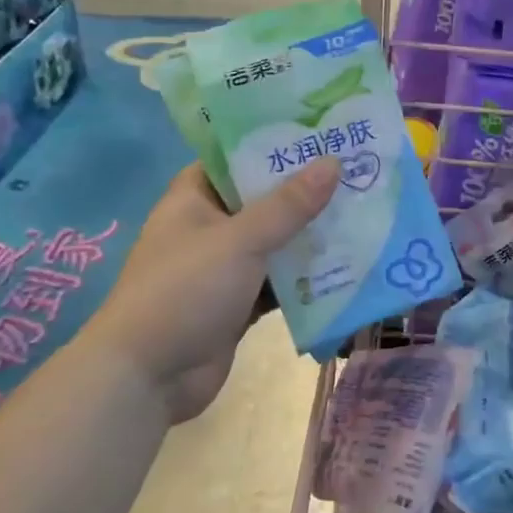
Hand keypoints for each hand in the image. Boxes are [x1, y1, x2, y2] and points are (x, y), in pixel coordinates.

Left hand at [84, 159, 338, 421]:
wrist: (148, 377)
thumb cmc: (185, 291)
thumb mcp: (240, 240)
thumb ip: (289, 205)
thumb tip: (333, 162)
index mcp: (194, 198)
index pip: (237, 158)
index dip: (276, 144)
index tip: (322, 135)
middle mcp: (209, 228)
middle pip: (264, 200)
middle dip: (306, 192)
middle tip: (357, 171)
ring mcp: (225, 268)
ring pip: (276, 242)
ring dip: (312, 236)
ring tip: (364, 212)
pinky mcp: (240, 303)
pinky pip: (280, 282)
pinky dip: (307, 277)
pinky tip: (348, 266)